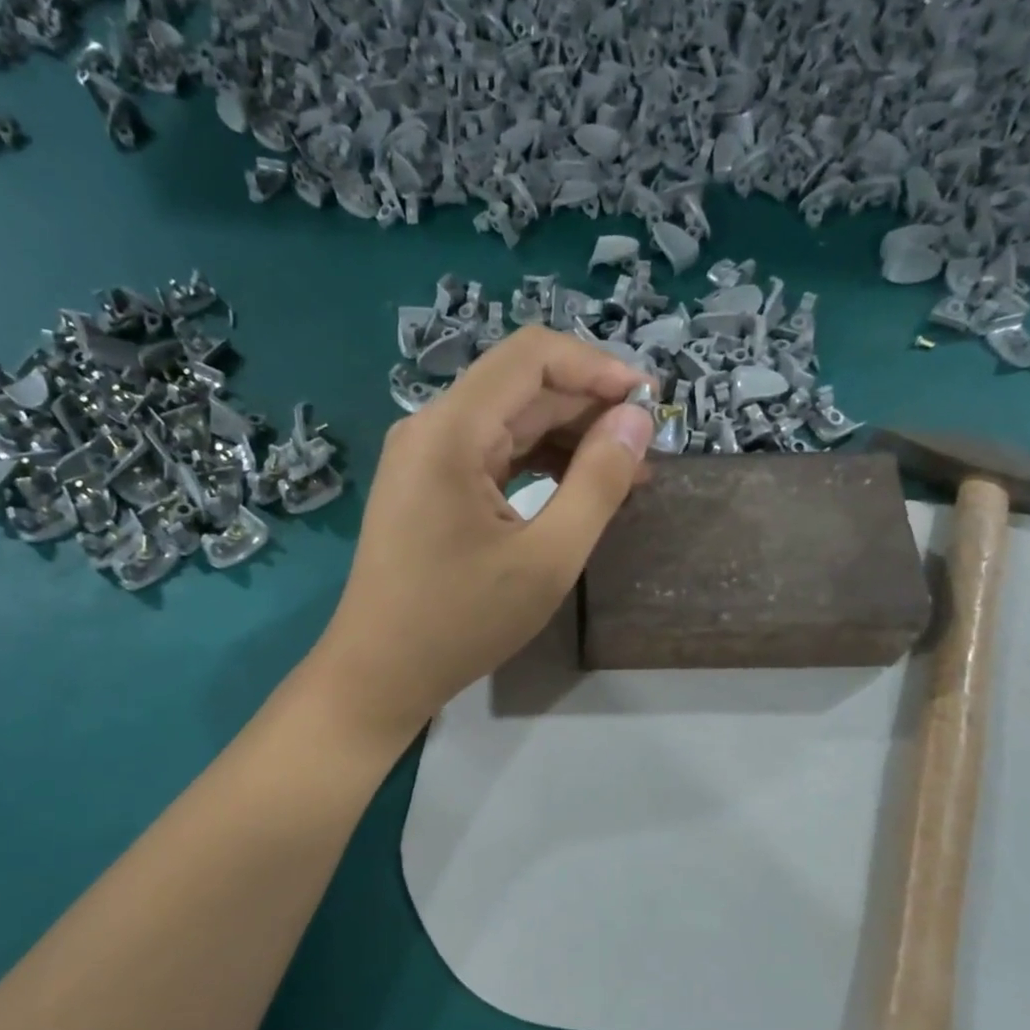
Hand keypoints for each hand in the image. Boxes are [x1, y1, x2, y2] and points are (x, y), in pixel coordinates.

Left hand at [309, 325, 653, 744]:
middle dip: (588, 407)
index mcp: (451, 431)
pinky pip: (491, 456)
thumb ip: (598, 483)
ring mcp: (424, 458)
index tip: (650, 402)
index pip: (531, 356)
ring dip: (567, 438)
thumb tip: (637, 419)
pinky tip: (576, 488)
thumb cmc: (461, 622)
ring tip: (625, 473)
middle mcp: (431, 429)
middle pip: (520, 388)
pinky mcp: (426, 487)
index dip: (597, 367)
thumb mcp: (547, 559)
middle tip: (647, 447)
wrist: (379, 673)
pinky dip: (537, 465)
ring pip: (508, 422)